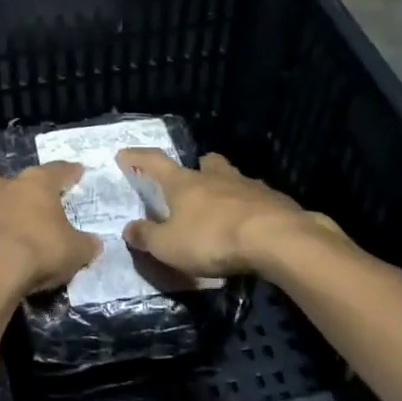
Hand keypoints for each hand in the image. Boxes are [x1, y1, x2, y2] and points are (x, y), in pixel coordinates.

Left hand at [0, 163, 101, 298]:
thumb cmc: (40, 249)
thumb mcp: (75, 251)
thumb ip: (86, 245)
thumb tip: (94, 244)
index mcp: (37, 183)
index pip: (58, 170)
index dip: (70, 172)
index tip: (77, 172)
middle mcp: (8, 188)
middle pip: (10, 178)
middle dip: (20, 184)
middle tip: (32, 196)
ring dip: (3, 210)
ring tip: (17, 228)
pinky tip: (3, 250)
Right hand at [118, 149, 343, 275]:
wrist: (276, 239)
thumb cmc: (212, 239)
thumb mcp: (169, 246)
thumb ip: (147, 237)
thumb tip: (128, 229)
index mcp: (184, 183)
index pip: (155, 162)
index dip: (138, 158)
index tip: (125, 154)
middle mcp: (215, 177)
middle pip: (205, 163)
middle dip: (199, 168)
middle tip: (194, 180)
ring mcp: (249, 186)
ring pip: (234, 179)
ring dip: (227, 189)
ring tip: (224, 209)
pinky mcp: (276, 202)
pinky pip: (259, 200)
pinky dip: (251, 209)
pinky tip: (252, 227)